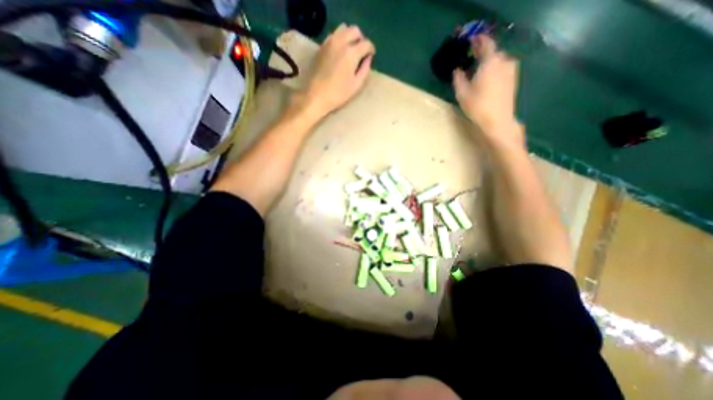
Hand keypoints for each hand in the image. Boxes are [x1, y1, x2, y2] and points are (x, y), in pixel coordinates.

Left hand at [295, 24, 374, 117]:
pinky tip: (340, 52)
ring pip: (343, 29)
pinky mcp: (321, 46)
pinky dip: (340, 39)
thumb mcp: (356, 85)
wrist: (316, 95)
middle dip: (361, 39)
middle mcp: (341, 42)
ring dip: (350, 36)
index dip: (371, 49)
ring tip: (351, 50)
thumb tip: (368, 58)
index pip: (366, 43)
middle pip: (355, 30)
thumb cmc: (338, 94)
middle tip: (362, 51)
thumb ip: (365, 69)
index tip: (371, 56)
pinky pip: (334, 35)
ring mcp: (329, 42)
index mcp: (351, 53)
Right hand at [454, 34, 521, 144]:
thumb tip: (457, 70)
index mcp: (490, 62)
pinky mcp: (513, 80)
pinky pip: (503, 68)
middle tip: (472, 57)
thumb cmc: (478, 107)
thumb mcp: (462, 93)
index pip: (486, 44)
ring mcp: (510, 70)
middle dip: (483, 53)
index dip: (478, 41)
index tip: (470, 41)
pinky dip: (495, 69)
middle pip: (493, 52)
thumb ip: (458, 79)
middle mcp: (503, 61)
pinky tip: (487, 77)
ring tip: (479, 68)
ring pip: (498, 61)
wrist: (498, 121)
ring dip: (489, 62)